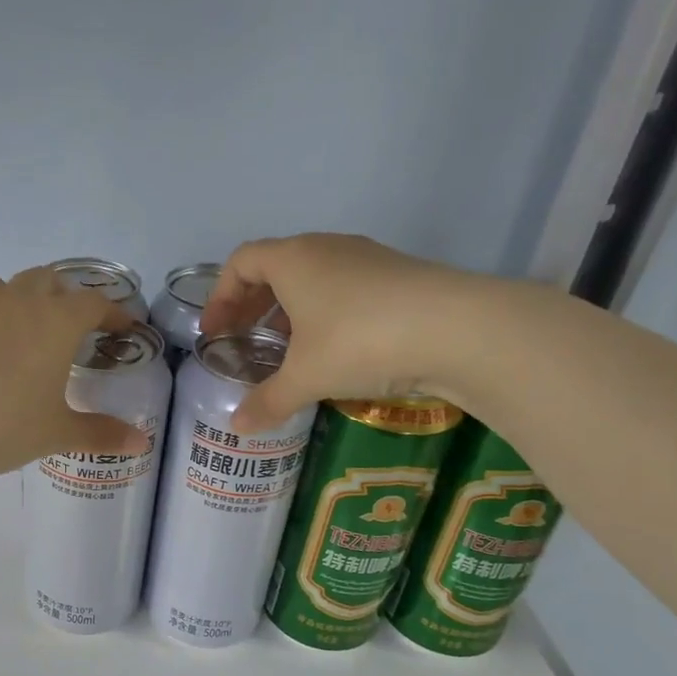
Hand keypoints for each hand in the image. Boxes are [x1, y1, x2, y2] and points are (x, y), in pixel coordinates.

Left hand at [0, 268, 150, 478]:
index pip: (94, 302)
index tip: (122, 328)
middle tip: (69, 327)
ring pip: (4, 288)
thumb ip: (100, 433)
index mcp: (54, 321)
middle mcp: (16, 301)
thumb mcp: (55, 433)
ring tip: (21, 335)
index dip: (113, 312)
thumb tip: (140, 442)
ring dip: (20, 302)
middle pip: (48, 280)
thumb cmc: (0, 424)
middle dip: (65, 297)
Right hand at [198, 233, 492, 432]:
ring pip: (314, 276)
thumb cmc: (360, 341)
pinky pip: (345, 287)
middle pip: (275, 266)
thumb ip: (267, 400)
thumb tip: (236, 427)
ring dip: (291, 308)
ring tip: (288, 348)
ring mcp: (367, 258)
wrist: (460, 328)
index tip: (216, 331)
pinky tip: (335, 349)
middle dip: (253, 303)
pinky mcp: (399, 274)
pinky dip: (326, 312)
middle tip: (245, 339)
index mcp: (293, 259)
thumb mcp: (306, 377)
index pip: (241, 262)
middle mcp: (326, 248)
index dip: (221, 296)